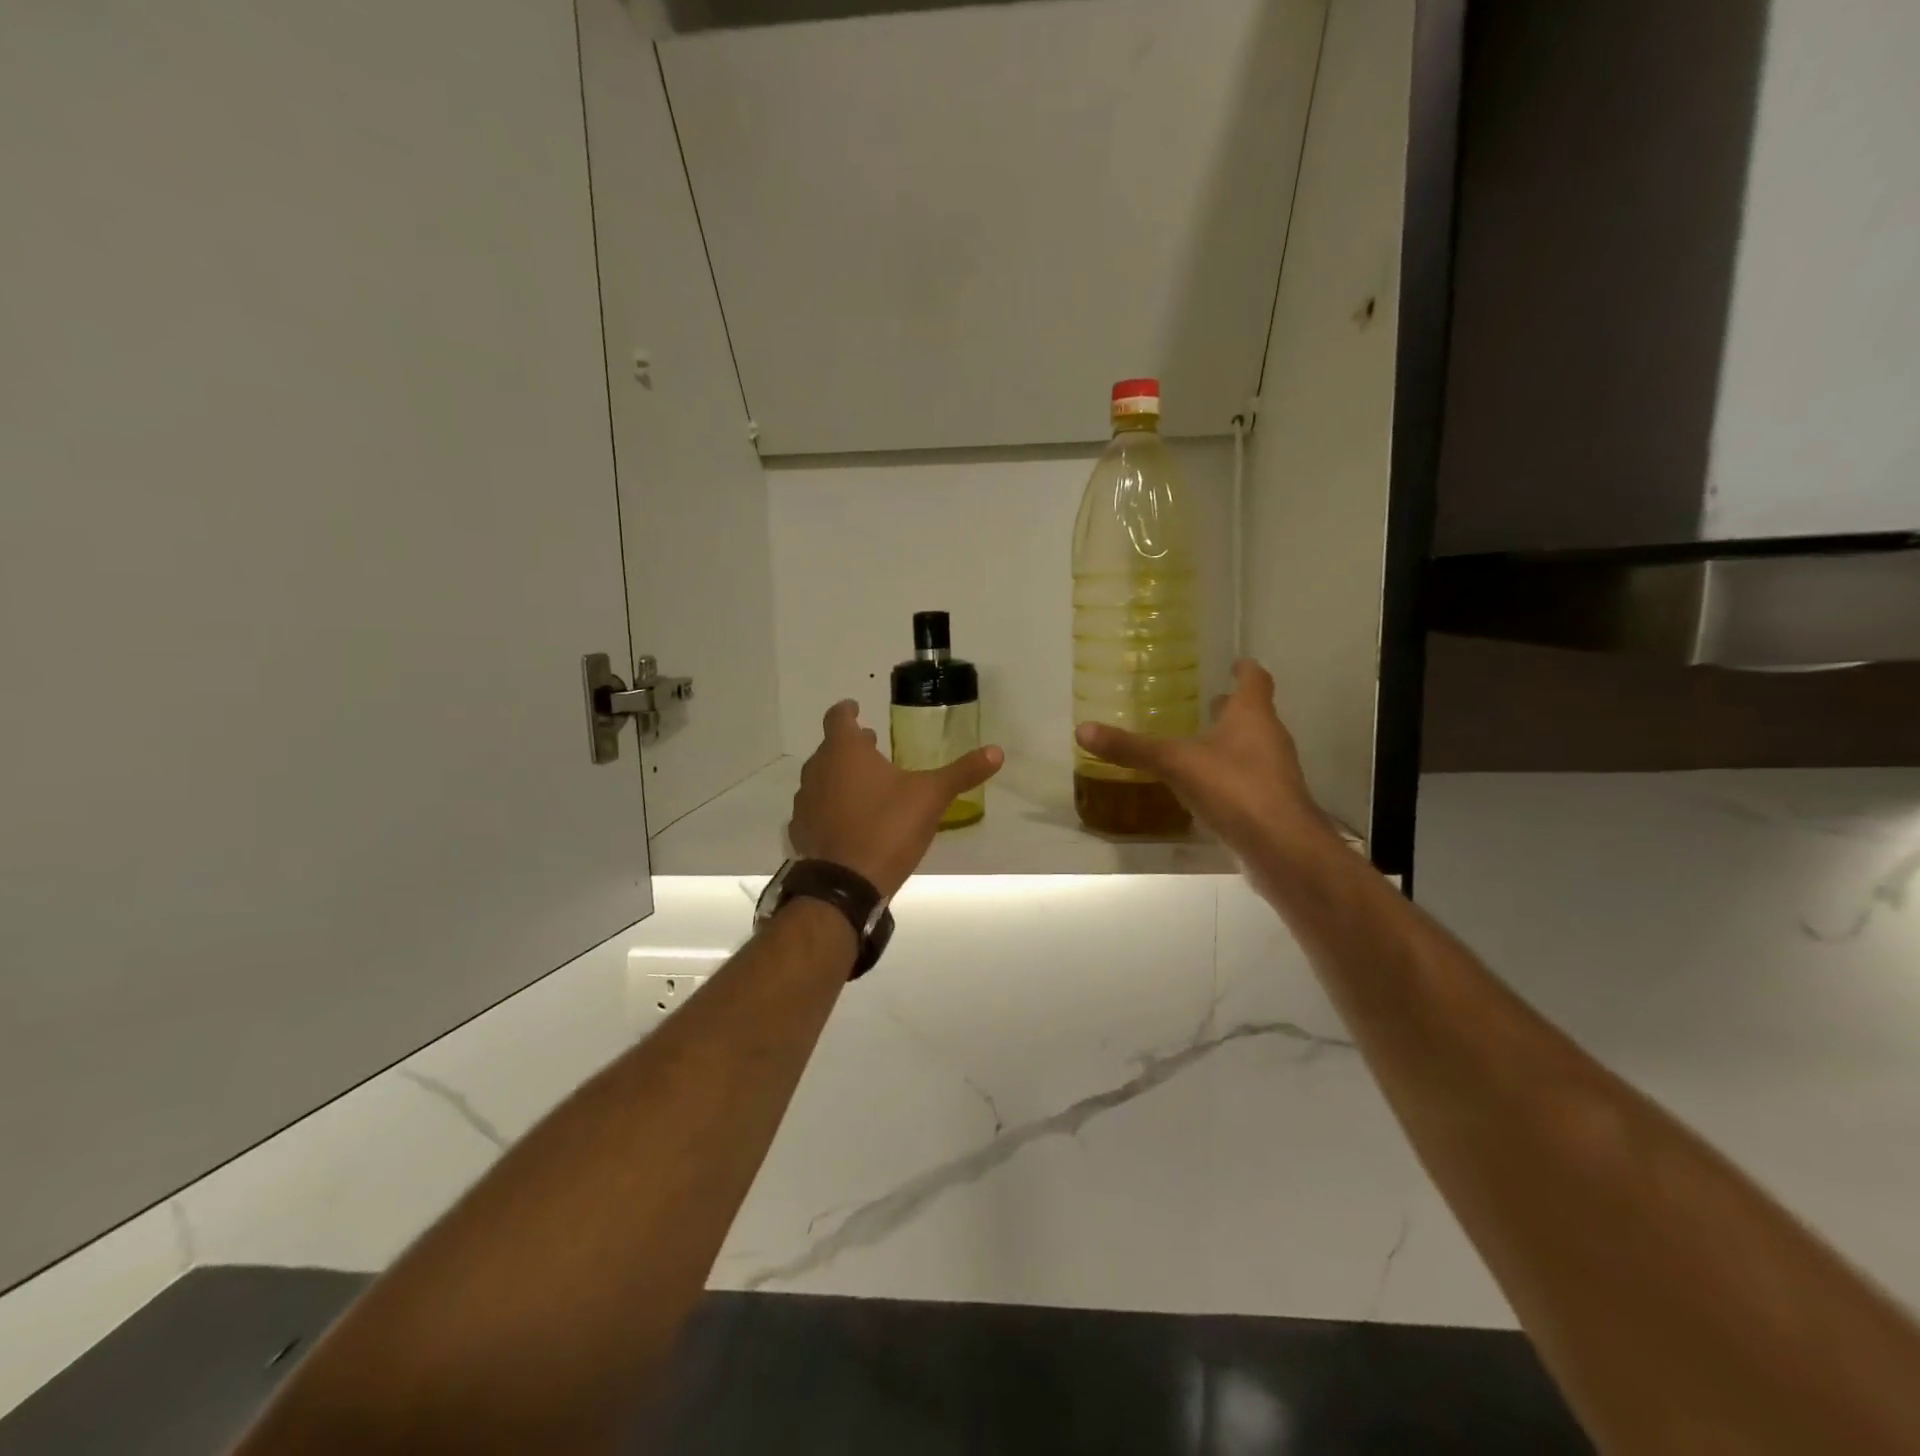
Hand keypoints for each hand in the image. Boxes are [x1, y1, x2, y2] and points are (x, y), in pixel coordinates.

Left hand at [789, 701, 1003, 899]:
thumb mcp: (931, 796)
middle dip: (850, 745)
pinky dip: (830, 807)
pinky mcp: (801, 831)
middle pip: (830, 748)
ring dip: (839, 776)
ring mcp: (805, 802)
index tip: (855, 707)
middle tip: (872, 746)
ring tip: (864, 784)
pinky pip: (815, 809)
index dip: (847, 710)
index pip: (838, 717)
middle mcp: (818, 770)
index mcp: (844, 751)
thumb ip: (961, 772)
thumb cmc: (887, 827)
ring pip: (821, 778)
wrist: (845, 883)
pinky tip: (847, 820)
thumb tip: (997, 751)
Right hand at [1073, 659, 1329, 858]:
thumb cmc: (1234, 788)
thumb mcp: (1175, 764)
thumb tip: (1082, 730)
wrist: (1281, 847)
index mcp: (1252, 715)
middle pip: (1255, 714)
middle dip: (1232, 708)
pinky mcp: (1272, 803)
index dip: (1245, 669)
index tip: (1234, 663)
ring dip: (1231, 741)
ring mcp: (1275, 772)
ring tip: (1199, 744)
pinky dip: (1231, 775)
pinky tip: (1206, 787)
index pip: (1255, 679)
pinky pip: (1249, 778)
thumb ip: (1132, 748)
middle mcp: (1269, 737)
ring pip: (1253, 747)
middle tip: (1207, 702)